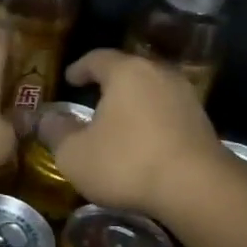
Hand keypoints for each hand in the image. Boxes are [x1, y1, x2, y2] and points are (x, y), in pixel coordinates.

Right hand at [47, 50, 224, 219]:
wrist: (197, 188)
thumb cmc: (127, 162)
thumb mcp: (76, 154)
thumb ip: (56, 132)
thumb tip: (44, 119)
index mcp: (126, 72)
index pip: (97, 58)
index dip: (80, 68)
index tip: (69, 79)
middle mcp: (158, 73)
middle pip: (128, 70)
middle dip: (109, 82)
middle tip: (92, 96)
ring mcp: (185, 95)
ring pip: (151, 90)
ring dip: (133, 101)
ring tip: (118, 120)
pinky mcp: (202, 120)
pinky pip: (168, 111)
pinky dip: (152, 119)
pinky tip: (144, 140)